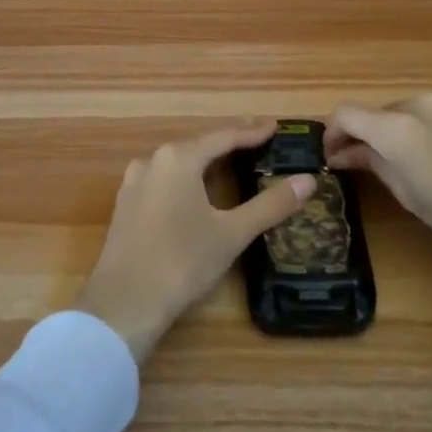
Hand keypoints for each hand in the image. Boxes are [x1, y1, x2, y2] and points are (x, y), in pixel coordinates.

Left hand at [76, 120, 315, 362]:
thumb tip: (308, 181)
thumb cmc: (182, 262)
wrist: (123, 304)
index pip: (223, 136)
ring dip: (207, 159)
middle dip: (230, 142)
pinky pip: (164, 179)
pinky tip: (198, 189)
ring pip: (179, 162)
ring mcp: (134, 182)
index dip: (252, 132)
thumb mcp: (232, 233)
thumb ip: (270, 205)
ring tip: (234, 160)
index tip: (276, 127)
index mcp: (177, 158)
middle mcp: (152, 161)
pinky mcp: (126, 204)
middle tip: (260, 140)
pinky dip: (187, 178)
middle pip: (199, 144)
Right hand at [325, 94, 431, 309]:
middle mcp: (422, 104)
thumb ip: (374, 164)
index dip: (332, 133)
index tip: (332, 157)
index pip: (347, 113)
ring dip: (394, 132)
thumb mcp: (409, 196)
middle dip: (365, 135)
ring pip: (406, 111)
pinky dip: (421, 130)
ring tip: (400, 166)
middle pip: (377, 112)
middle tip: (362, 166)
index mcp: (399, 127)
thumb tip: (345, 154)